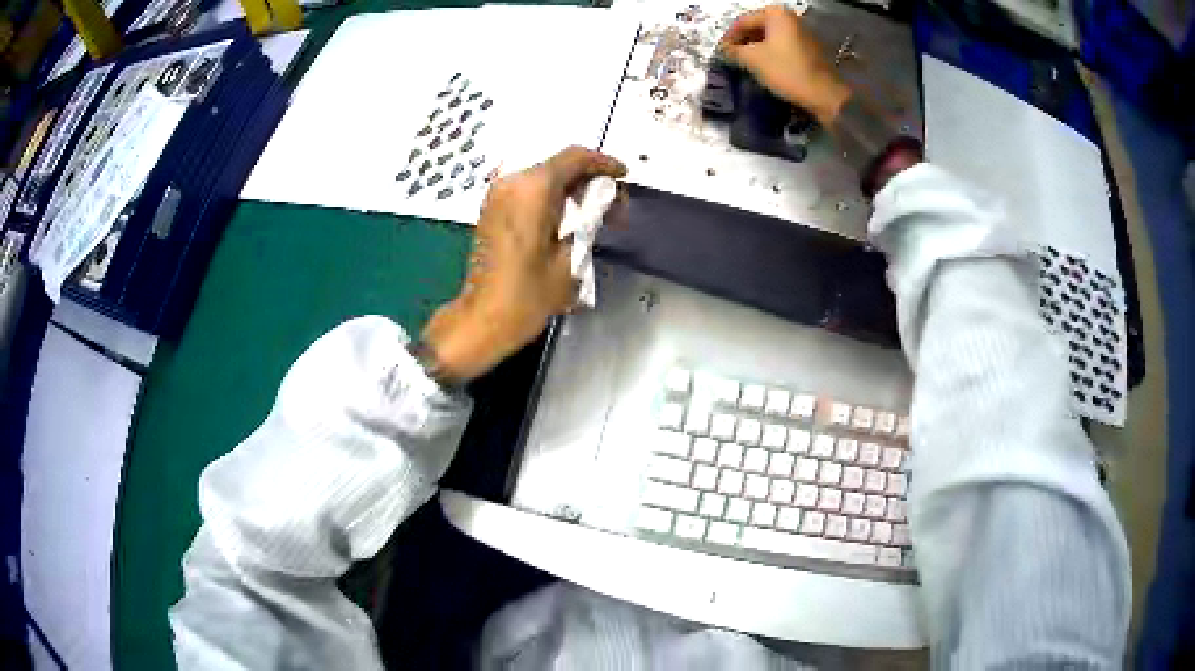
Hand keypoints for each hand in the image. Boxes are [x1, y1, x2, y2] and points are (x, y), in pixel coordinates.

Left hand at [422, 146, 626, 382]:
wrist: (483, 318)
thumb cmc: (529, 294)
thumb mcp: (571, 257)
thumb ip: (589, 221)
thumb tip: (601, 204)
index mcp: (532, 188)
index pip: (575, 158)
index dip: (604, 164)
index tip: (624, 177)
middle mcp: (511, 182)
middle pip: (558, 165)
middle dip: (589, 181)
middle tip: (613, 209)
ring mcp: (497, 195)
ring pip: (543, 177)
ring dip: (571, 189)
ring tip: (593, 217)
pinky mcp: (491, 209)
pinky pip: (527, 190)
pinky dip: (550, 197)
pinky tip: (567, 220)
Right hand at [719, 5, 850, 125]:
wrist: (824, 94)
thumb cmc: (786, 70)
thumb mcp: (752, 59)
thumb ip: (733, 51)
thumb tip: (723, 49)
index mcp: (776, 14)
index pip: (742, 21)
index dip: (728, 37)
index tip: (720, 52)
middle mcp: (790, 18)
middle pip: (758, 27)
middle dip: (743, 42)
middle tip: (732, 58)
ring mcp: (803, 32)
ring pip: (771, 38)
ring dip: (756, 49)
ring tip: (746, 64)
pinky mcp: (810, 48)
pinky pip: (783, 46)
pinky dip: (771, 54)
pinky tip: (764, 67)